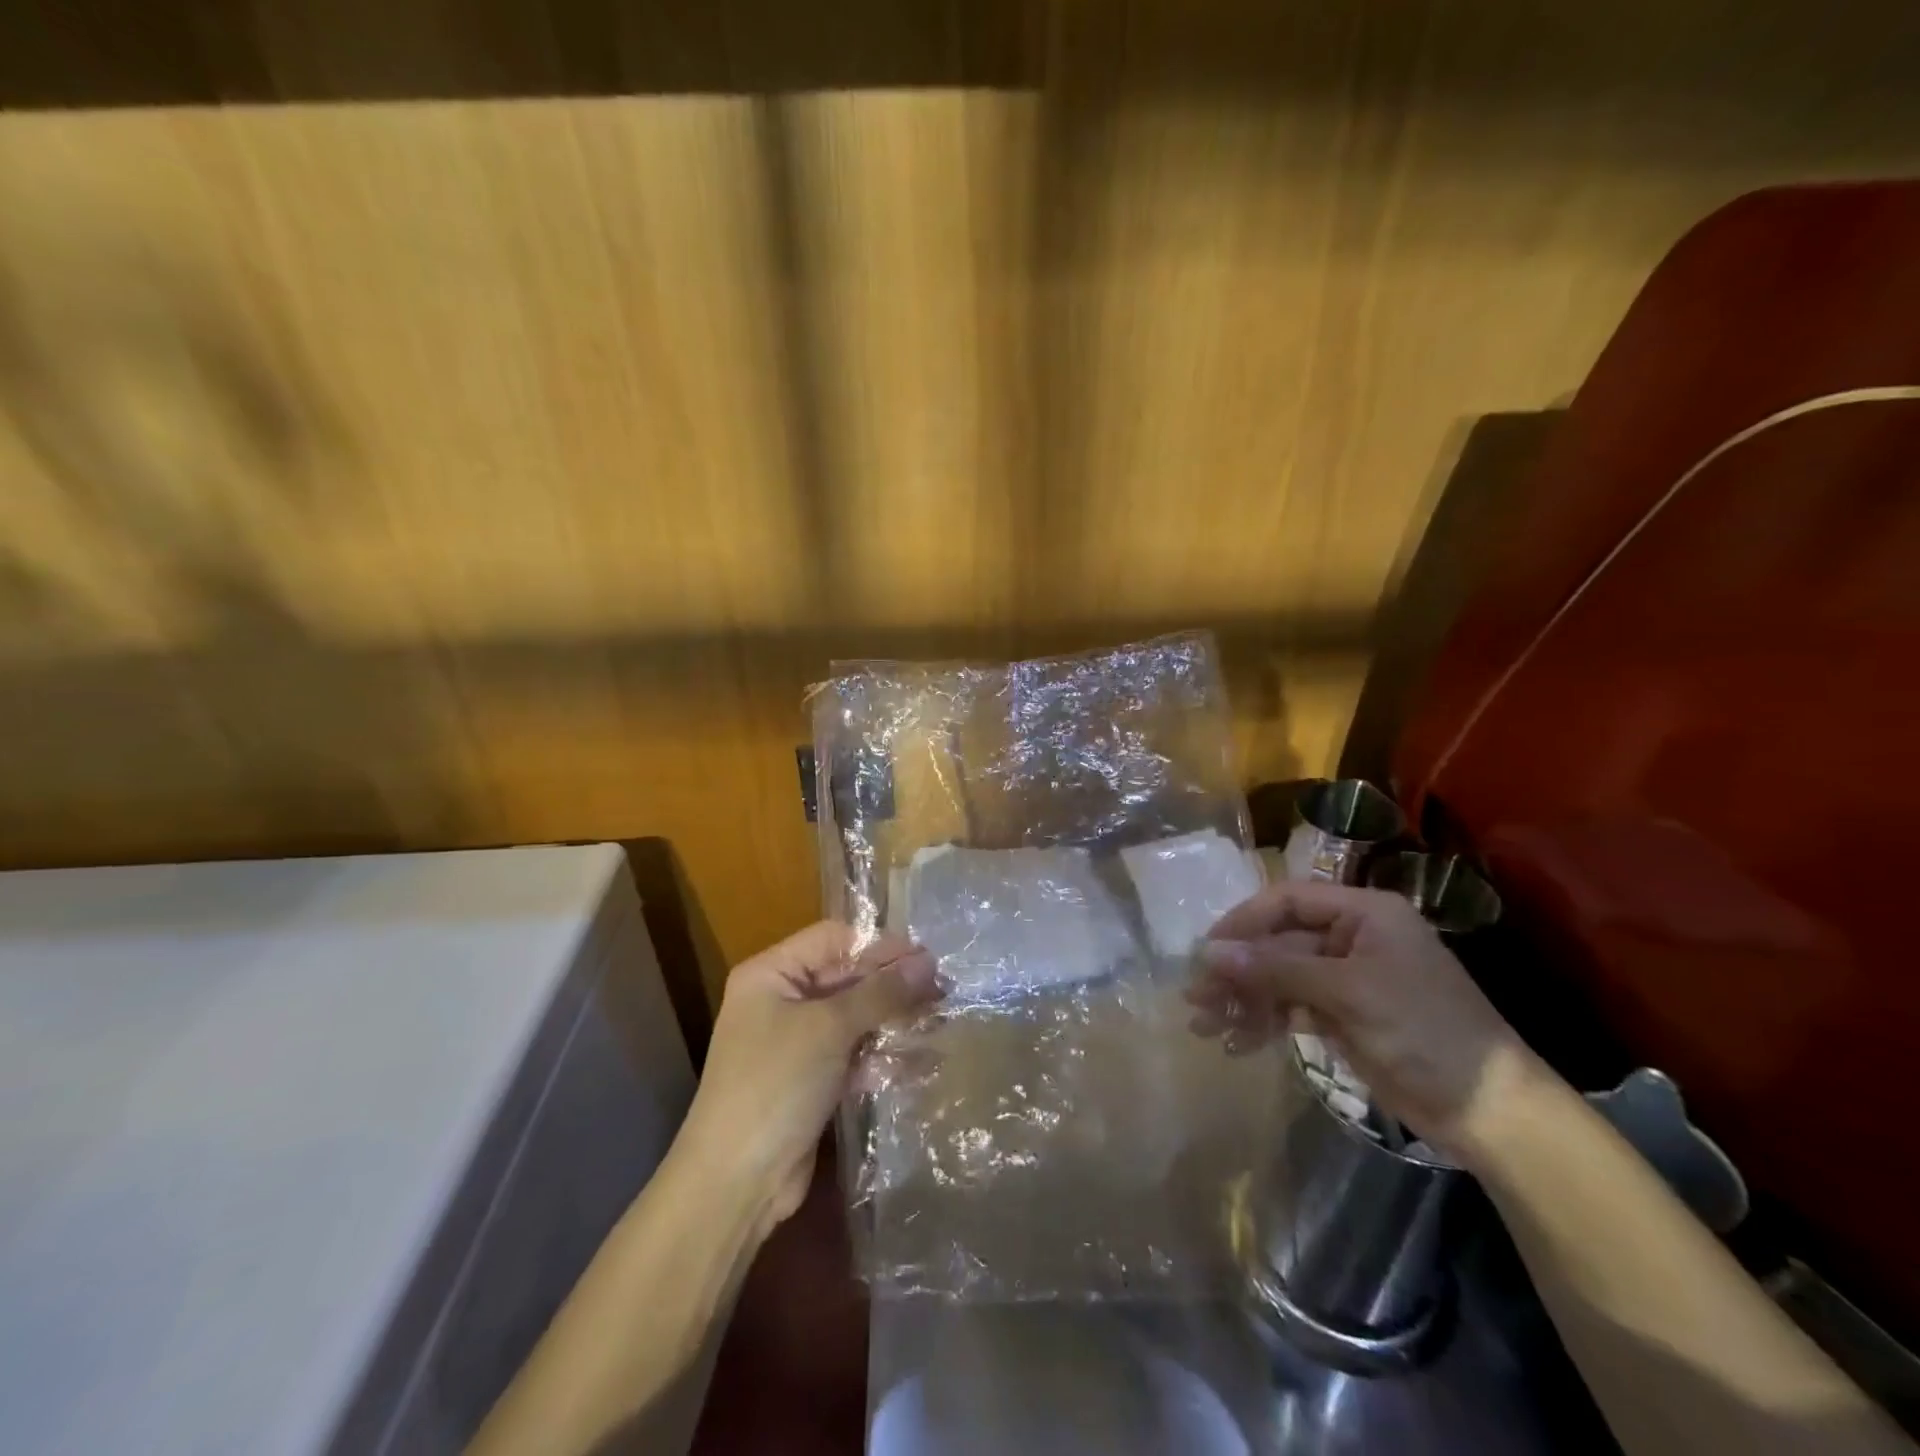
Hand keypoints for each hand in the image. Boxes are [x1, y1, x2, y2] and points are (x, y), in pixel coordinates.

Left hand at [681, 923, 937, 1231]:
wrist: (735, 1184)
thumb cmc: (776, 1084)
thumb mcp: (829, 1028)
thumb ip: (881, 992)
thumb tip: (928, 961)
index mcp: (772, 974)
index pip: (833, 939)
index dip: (879, 945)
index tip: (926, 956)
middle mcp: (783, 1000)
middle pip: (847, 978)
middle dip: (893, 984)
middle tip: (944, 988)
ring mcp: (797, 1042)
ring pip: (855, 1017)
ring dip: (894, 1019)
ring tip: (941, 1019)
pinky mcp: (812, 1080)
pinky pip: (854, 1054)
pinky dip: (883, 1055)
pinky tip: (922, 1059)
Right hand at [1187, 881, 1541, 1161]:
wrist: (1492, 1113)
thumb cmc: (1425, 1032)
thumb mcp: (1347, 993)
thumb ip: (1275, 969)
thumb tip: (1208, 952)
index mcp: (1363, 913)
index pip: (1287, 901)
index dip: (1243, 922)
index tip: (1207, 951)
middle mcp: (1352, 938)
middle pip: (1277, 943)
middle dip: (1237, 972)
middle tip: (1196, 999)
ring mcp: (1346, 979)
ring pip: (1279, 978)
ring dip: (1243, 1001)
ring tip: (1206, 1027)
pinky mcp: (1343, 1016)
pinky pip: (1291, 1008)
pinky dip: (1265, 1023)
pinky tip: (1239, 1043)